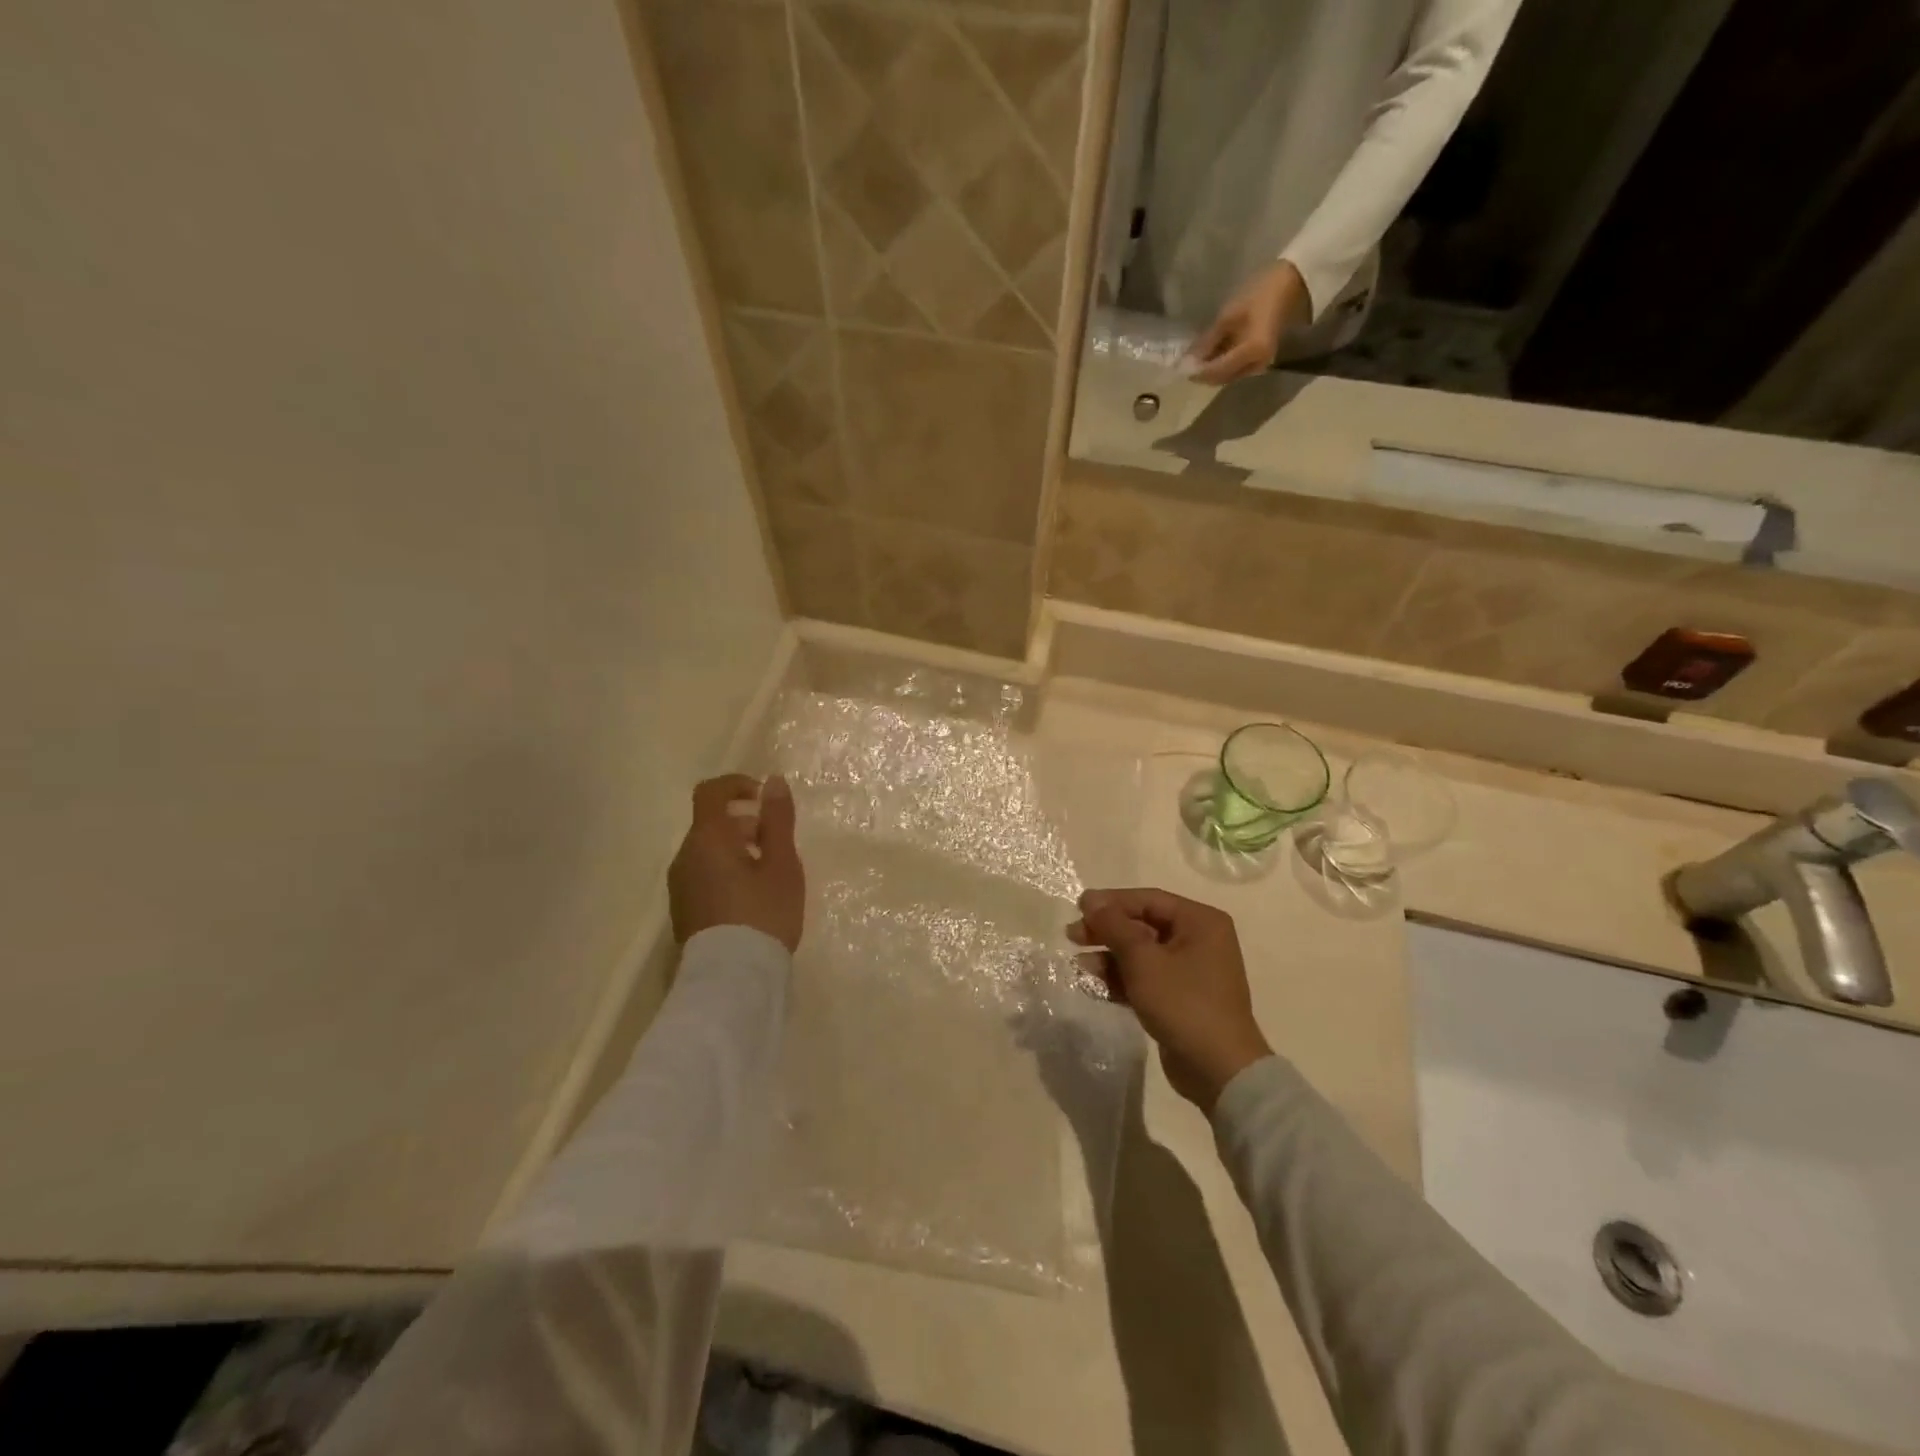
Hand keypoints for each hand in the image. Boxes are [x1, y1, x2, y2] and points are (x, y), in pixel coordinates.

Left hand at [668, 774, 805, 951]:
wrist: (732, 979)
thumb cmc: (763, 914)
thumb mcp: (782, 864)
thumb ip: (778, 819)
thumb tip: (773, 781)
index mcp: (707, 838)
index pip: (711, 792)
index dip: (737, 784)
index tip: (764, 798)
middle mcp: (685, 856)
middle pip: (711, 823)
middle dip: (745, 823)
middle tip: (778, 844)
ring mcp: (680, 886)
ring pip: (708, 851)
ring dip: (737, 848)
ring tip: (770, 874)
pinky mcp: (684, 910)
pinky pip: (704, 874)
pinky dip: (727, 871)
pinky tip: (753, 898)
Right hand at [1070, 888, 1271, 1110]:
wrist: (1219, 1071)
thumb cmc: (1183, 1003)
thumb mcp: (1143, 960)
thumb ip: (1114, 926)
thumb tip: (1091, 901)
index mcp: (1200, 921)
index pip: (1148, 900)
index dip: (1111, 902)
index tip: (1078, 907)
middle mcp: (1199, 940)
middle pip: (1143, 925)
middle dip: (1106, 932)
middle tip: (1072, 936)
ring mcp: (1191, 971)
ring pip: (1141, 954)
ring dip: (1109, 959)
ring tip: (1078, 968)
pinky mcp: (1180, 998)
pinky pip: (1146, 978)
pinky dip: (1121, 980)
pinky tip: (1093, 986)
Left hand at [1188, 259, 1309, 384]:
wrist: (1291, 283)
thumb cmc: (1259, 293)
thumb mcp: (1229, 316)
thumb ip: (1207, 342)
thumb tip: (1188, 361)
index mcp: (1251, 353)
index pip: (1216, 371)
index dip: (1196, 371)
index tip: (1179, 367)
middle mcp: (1257, 366)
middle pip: (1221, 378)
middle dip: (1202, 373)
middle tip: (1185, 363)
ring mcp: (1260, 365)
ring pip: (1227, 376)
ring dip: (1211, 371)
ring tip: (1195, 358)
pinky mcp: (1260, 361)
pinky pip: (1236, 369)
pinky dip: (1221, 365)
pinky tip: (1212, 355)